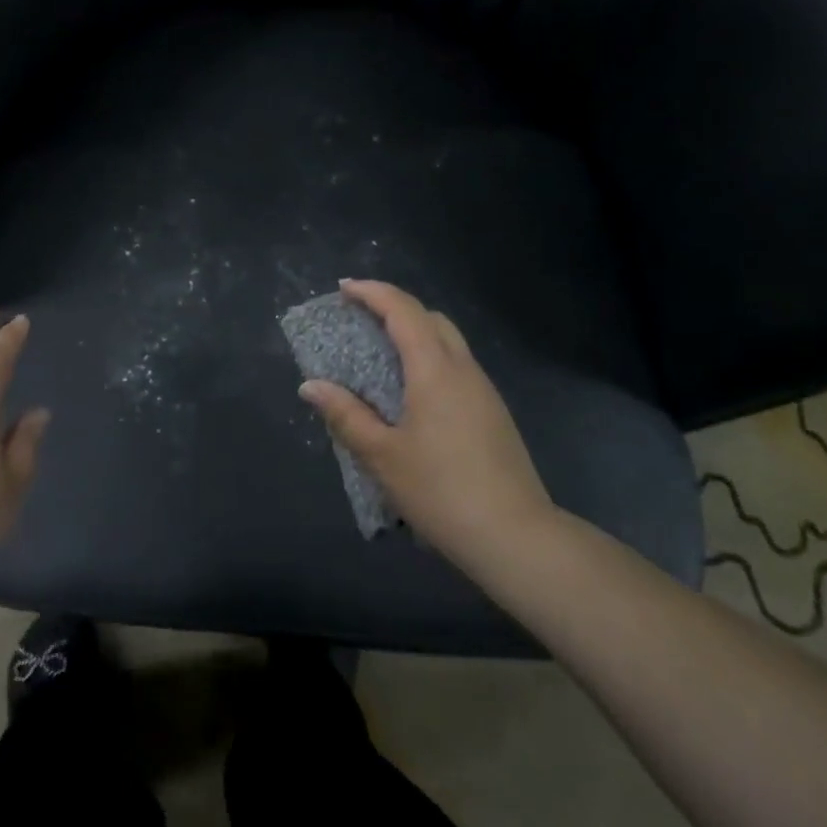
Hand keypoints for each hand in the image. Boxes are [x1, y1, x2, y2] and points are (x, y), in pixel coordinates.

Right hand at [298, 279, 559, 584]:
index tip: (343, 289)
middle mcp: (463, 370)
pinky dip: (429, 359)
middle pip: (431, 318)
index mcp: (434, 370)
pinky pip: (457, 367)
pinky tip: (411, 393)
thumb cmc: (440, 491)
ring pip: (448, 342)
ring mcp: (484, 391)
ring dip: (415, 334)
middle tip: (360, 320)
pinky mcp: (493, 414)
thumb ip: (345, 415)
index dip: (372, 292)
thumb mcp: (382, 455)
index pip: (403, 311)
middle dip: (395, 308)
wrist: (515, 537)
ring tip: (380, 354)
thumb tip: (310, 385)